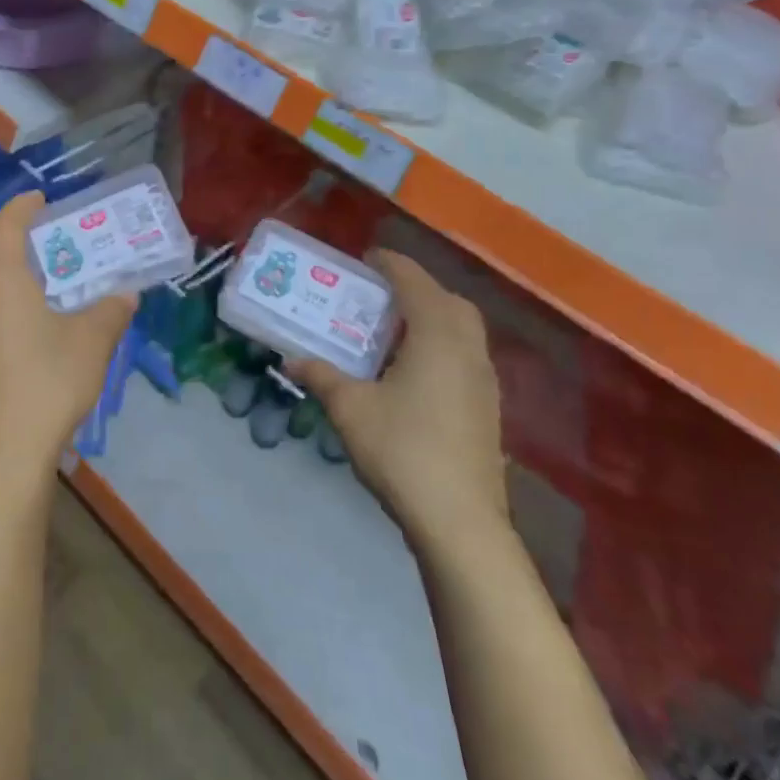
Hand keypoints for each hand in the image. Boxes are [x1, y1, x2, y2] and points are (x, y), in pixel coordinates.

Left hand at [0, 193, 136, 485]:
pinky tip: (26, 320)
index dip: (20, 207)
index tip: (39, 199)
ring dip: (1, 269)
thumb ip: (111, 310)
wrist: (9, 448)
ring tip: (36, 275)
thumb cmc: (50, 380)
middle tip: (41, 235)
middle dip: (8, 236)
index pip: (3, 227)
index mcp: (0, 282)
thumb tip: (127, 295)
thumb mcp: (93, 340)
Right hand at [290, 250, 507, 551]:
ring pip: (464, 331)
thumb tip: (291, 358)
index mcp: (436, 337)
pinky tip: (414, 371)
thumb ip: (321, 376)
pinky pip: (466, 356)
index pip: (415, 284)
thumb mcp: (350, 408)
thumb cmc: (402, 450)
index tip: (368, 258)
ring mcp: (484, 381)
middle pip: (450, 302)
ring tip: (394, 330)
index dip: (392, 265)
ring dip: (433, 318)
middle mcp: (467, 350)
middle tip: (382, 295)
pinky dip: (442, 346)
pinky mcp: (488, 408)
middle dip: (418, 289)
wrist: (459, 521)